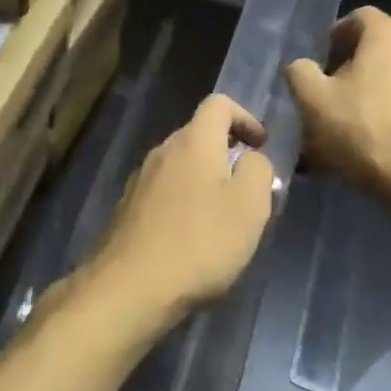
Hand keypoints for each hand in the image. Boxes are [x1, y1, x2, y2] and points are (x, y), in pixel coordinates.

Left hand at [79, 95, 275, 332]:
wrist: (131, 287)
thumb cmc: (200, 242)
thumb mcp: (250, 206)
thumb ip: (258, 170)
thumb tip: (251, 158)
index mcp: (193, 141)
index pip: (219, 104)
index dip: (245, 117)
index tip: (261, 145)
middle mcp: (162, 151)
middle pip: (199, 135)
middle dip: (228, 153)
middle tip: (250, 188)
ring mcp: (140, 179)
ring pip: (181, 165)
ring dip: (206, 180)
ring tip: (225, 217)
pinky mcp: (129, 209)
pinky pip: (165, 192)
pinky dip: (185, 202)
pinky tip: (194, 238)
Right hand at [284, 7, 390, 210]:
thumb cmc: (363, 132)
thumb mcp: (313, 101)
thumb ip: (300, 73)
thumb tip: (302, 66)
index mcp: (389, 35)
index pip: (358, 18)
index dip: (334, 38)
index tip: (320, 67)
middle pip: (380, 48)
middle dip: (353, 67)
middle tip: (332, 98)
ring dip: (377, 91)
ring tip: (355, 124)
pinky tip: (381, 141)